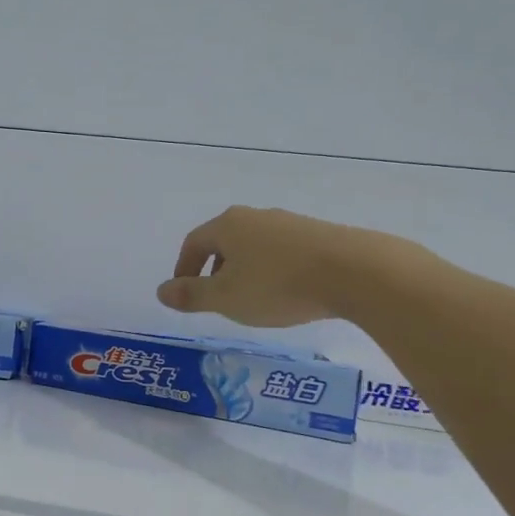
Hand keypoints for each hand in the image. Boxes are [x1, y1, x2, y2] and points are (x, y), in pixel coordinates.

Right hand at [155, 205, 393, 327]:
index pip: (194, 242)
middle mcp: (256, 217)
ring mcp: (289, 223)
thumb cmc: (277, 285)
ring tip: (252, 299)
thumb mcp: (226, 298)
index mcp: (228, 225)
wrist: (353, 272)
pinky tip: (286, 292)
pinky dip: (274, 270)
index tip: (184, 292)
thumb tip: (161, 291)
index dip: (184, 268)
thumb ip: (191, 295)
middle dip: (215, 269)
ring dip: (246, 270)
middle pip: (225, 240)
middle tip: (217, 297)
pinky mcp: (318, 235)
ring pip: (255, 246)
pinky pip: (283, 252)